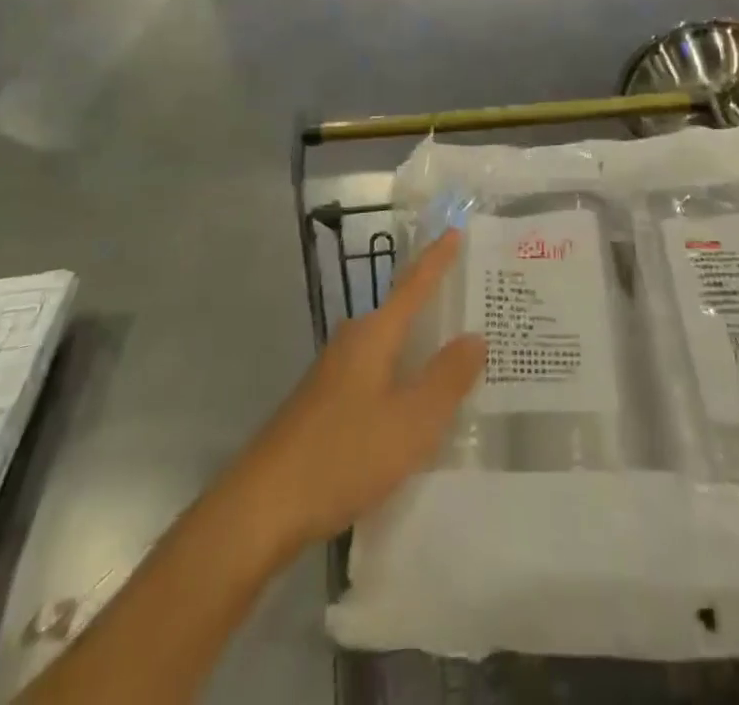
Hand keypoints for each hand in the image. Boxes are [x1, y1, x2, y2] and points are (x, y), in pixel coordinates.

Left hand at [243, 229, 485, 547]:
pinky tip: (417, 406)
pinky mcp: (326, 404)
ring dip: (421, 348)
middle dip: (436, 307)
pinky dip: (403, 377)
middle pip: (402, 313)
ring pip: (390, 348)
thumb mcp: (411, 422)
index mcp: (375, 334)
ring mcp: (335, 373)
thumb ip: (447, 378)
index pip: (414, 285)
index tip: (457, 230)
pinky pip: (378, 374)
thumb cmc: (342, 454)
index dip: (438, 259)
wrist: (261, 508)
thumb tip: (475, 337)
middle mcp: (354, 342)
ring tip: (459, 357)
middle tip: (477, 306)